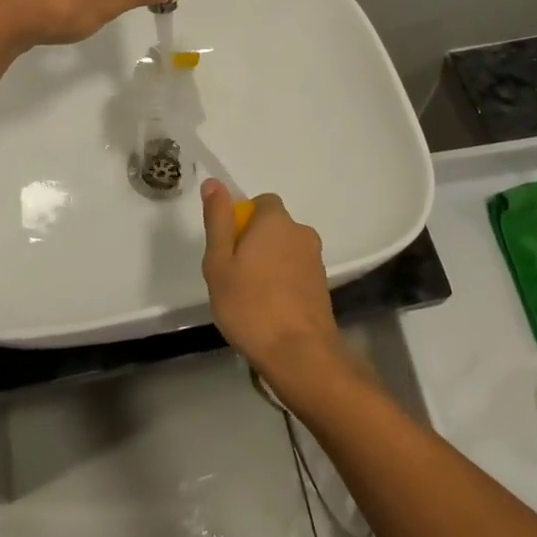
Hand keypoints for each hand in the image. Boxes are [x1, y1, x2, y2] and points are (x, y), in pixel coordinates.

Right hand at [199, 180, 350, 398]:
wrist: (300, 353)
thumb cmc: (250, 305)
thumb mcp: (219, 262)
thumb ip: (218, 220)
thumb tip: (214, 183)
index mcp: (276, 221)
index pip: (262, 202)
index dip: (243, 220)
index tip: (228, 248)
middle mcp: (301, 233)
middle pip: (274, 227)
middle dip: (255, 243)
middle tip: (234, 275)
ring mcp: (316, 260)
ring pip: (285, 251)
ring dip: (270, 264)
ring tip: (250, 297)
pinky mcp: (322, 286)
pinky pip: (296, 272)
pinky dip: (283, 282)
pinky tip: (269, 309)